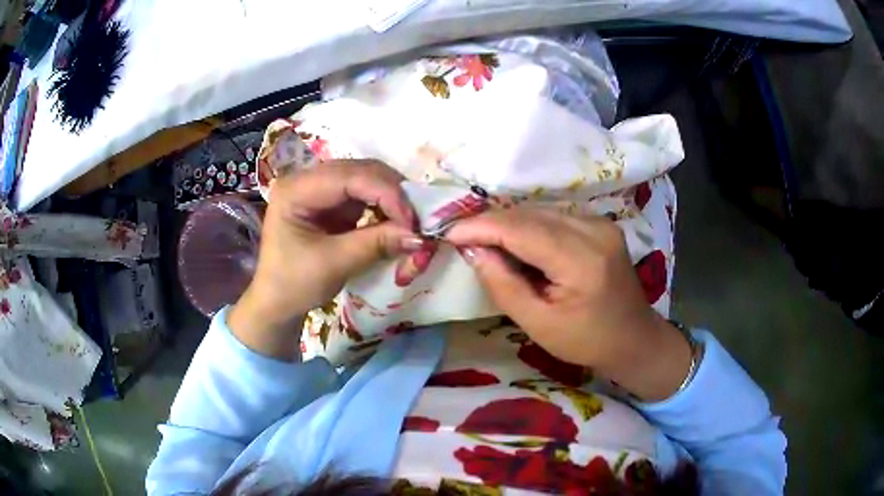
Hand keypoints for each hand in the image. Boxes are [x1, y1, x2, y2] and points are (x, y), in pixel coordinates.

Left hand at [229, 160, 424, 359]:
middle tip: (418, 219)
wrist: (277, 301)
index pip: (349, 177)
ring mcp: (319, 188)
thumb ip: (375, 244)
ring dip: (391, 196)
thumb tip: (419, 235)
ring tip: (410, 220)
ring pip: (366, 177)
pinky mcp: (331, 201)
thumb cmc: (294, 284)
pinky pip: (364, 193)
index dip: (386, 193)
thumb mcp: (334, 264)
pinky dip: (384, 205)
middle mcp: (306, 179)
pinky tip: (396, 220)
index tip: (413, 222)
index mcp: (295, 190)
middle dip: (392, 192)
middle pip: (359, 170)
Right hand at [446, 207, 690, 400]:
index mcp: (582, 261)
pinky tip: (518, 244)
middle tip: (463, 240)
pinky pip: (555, 216)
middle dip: (492, 223)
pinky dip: (529, 226)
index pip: (522, 229)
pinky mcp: (601, 224)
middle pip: (530, 214)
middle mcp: (594, 230)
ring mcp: (601, 223)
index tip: (450, 234)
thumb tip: (474, 251)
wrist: (634, 338)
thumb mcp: (539, 325)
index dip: (482, 227)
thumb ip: (503, 285)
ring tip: (486, 243)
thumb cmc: (587, 341)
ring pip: (541, 211)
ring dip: (509, 224)